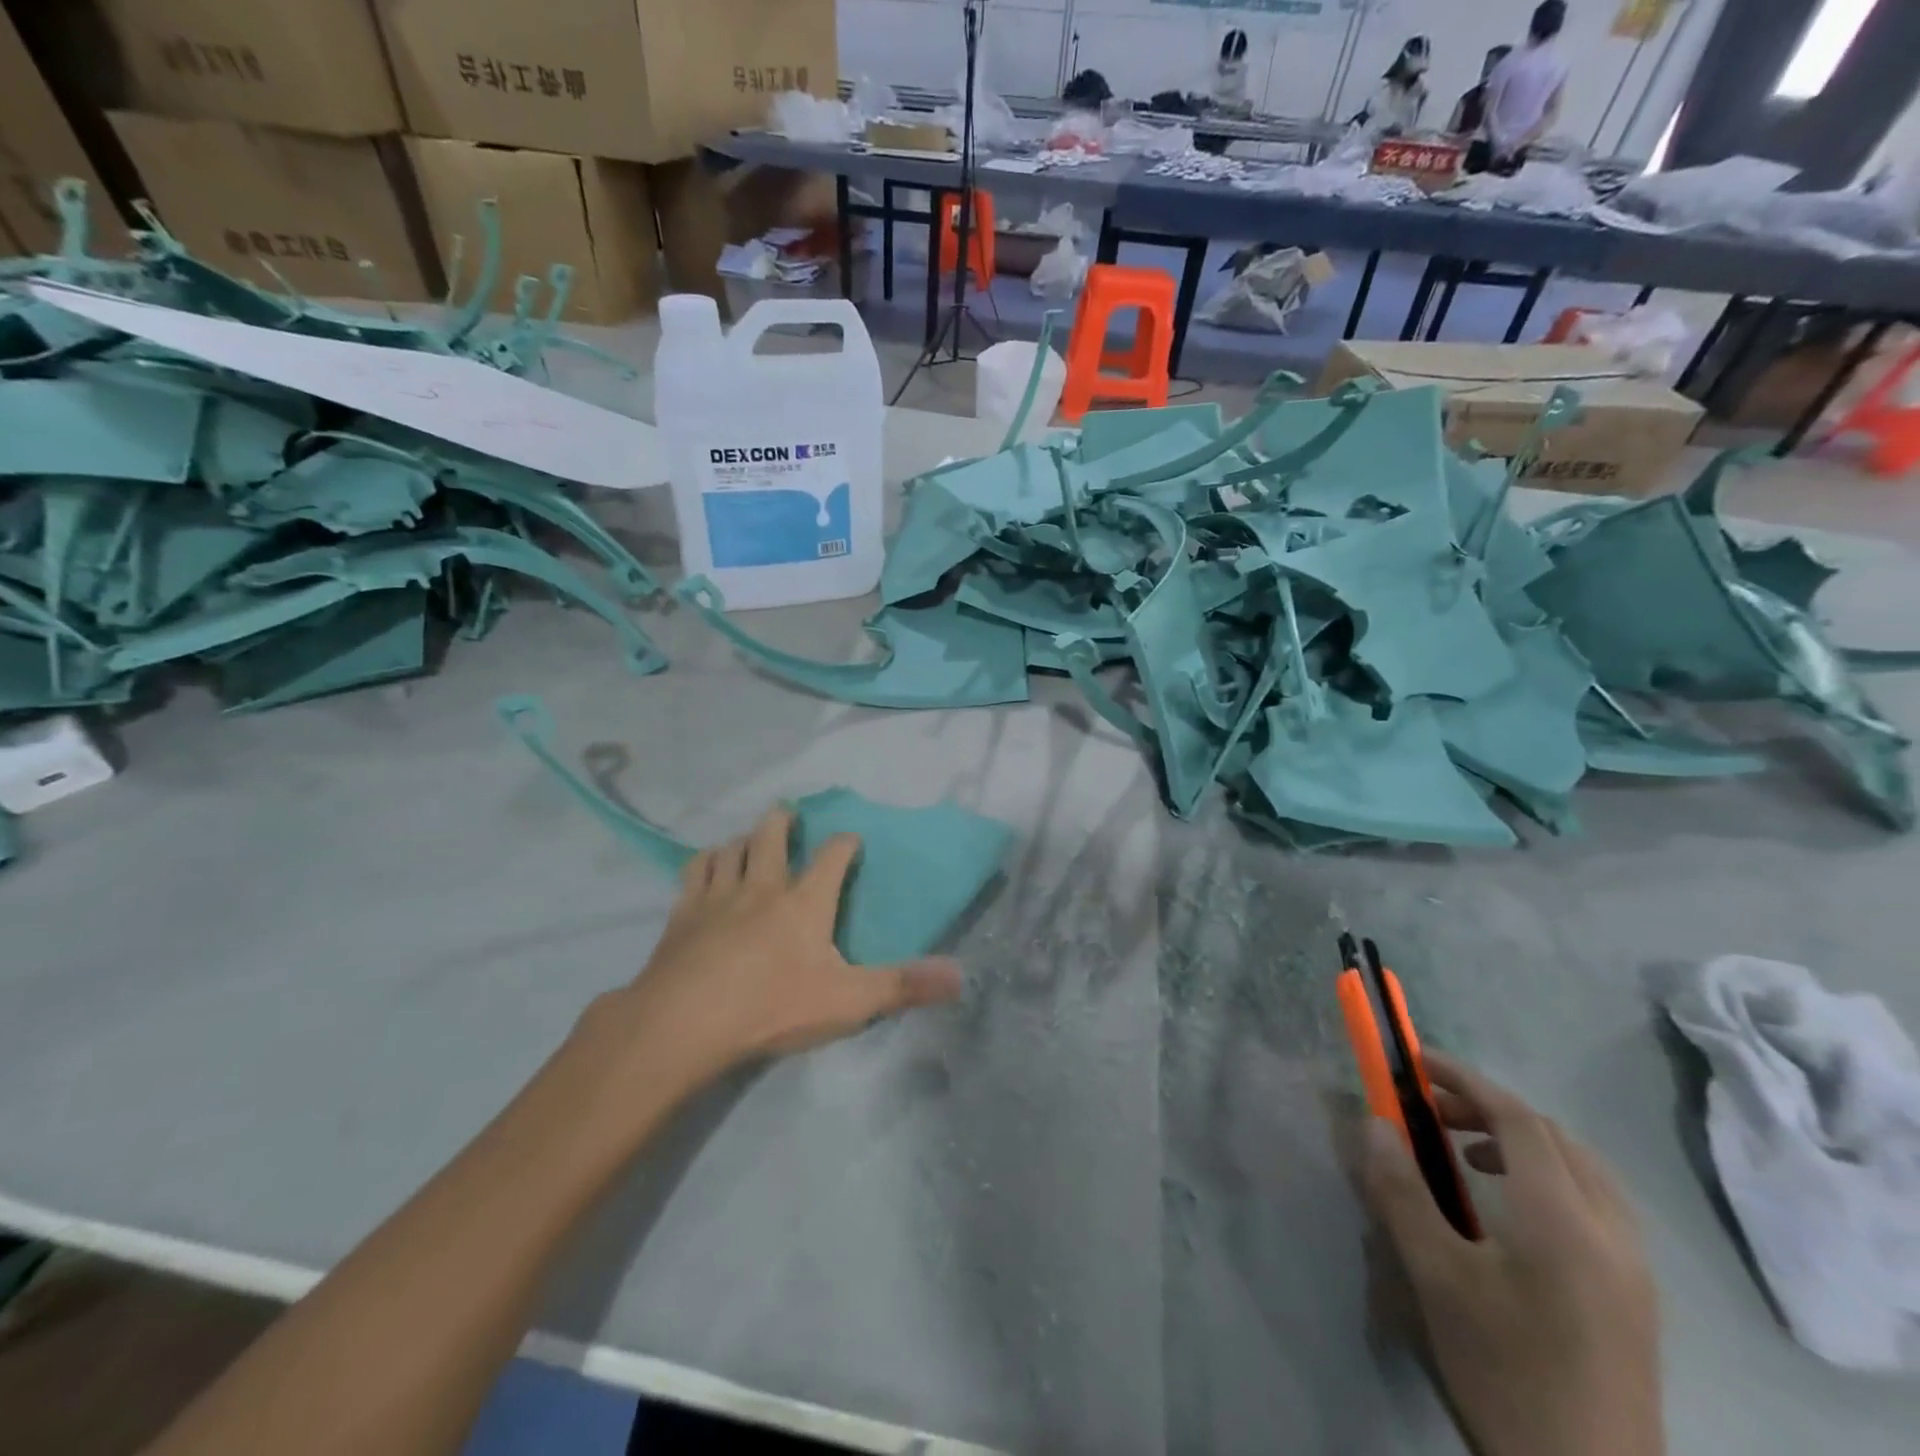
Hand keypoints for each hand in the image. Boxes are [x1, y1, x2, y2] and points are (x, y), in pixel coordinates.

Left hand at [583, 808, 963, 1090]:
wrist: (684, 1023)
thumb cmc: (772, 1007)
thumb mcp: (849, 1002)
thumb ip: (904, 986)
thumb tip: (961, 976)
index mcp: (805, 902)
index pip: (832, 857)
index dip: (845, 843)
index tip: (852, 839)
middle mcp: (763, 886)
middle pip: (771, 836)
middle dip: (783, 821)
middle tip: (788, 814)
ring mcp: (718, 896)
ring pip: (732, 849)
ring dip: (743, 839)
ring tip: (749, 839)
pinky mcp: (683, 914)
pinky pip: (695, 871)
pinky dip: (705, 861)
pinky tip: (706, 866)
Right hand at [1361, 1054, 1663, 1455]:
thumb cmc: (1505, 1372)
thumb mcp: (1438, 1279)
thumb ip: (1403, 1193)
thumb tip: (1374, 1123)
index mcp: (1565, 1221)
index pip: (1518, 1120)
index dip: (1466, 1081)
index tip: (1419, 1064)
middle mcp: (1611, 1232)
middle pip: (1553, 1137)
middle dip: (1489, 1108)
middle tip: (1433, 1112)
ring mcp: (1635, 1268)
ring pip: (1582, 1169)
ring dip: (1522, 1142)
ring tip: (1467, 1156)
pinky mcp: (1638, 1298)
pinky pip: (1597, 1204)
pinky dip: (1550, 1177)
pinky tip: (1513, 1211)